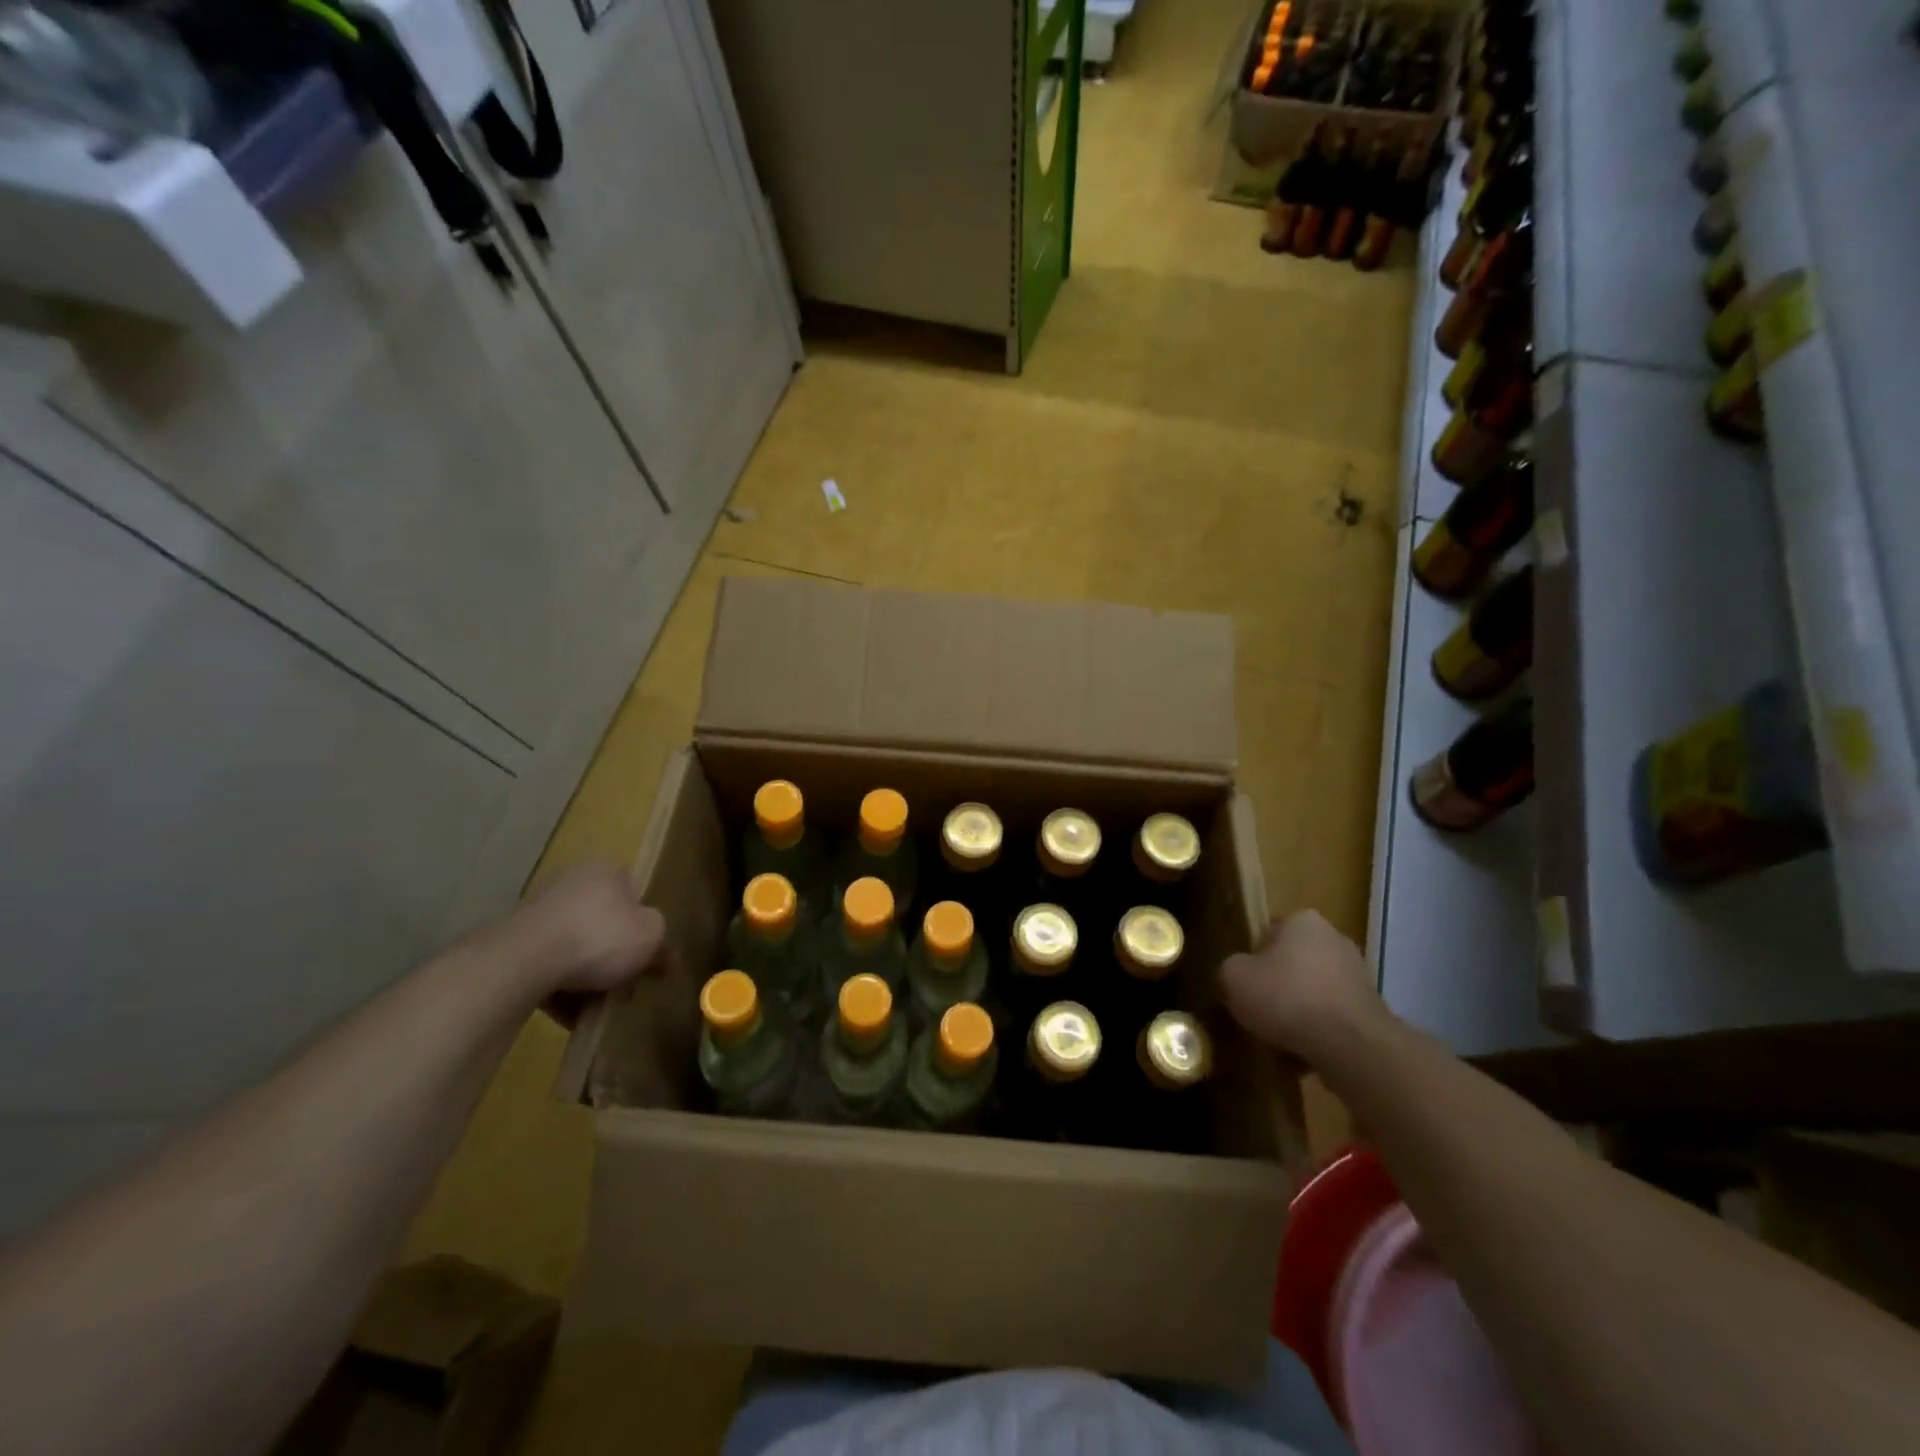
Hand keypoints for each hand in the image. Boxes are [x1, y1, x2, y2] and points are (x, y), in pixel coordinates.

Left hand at [508, 862, 668, 1000]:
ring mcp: (539, 911)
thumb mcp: (650, 938)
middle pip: (603, 921)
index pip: (634, 892)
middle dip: (613, 953)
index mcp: (607, 871)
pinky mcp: (513, 941)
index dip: (644, 925)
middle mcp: (572, 882)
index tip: (647, 954)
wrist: (524, 960)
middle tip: (625, 983)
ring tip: (596, 1006)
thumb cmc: (600, 937)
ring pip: (573, 946)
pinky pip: (546, 965)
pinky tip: (569, 1014)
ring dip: (585, 975)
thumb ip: (662, 944)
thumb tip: (665, 955)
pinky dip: (559, 987)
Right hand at [1219, 909, 1390, 1063]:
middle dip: (1279, 984)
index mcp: (1302, 920)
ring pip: (1314, 990)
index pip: (1267, 933)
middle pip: (1293, 961)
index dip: (1252, 959)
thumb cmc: (1287, 998)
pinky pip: (1334, 1016)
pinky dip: (1321, 1030)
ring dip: (1300, 1009)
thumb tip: (1236, 975)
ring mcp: (1359, 973)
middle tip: (1259, 1009)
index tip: (1245, 984)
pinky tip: (1306, 1050)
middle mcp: (1335, 937)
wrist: (1352, 1046)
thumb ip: (1229, 969)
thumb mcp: (1233, 978)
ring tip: (1281, 1037)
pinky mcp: (1373, 1008)